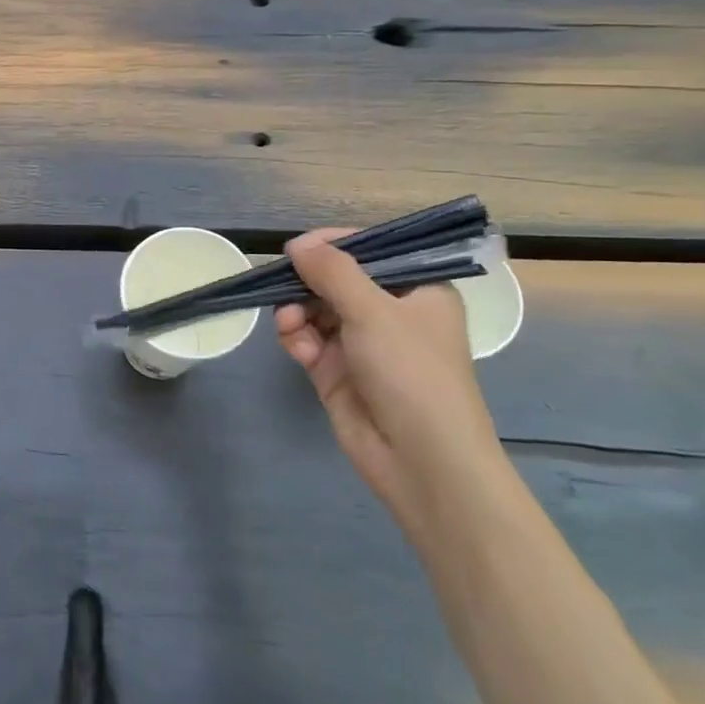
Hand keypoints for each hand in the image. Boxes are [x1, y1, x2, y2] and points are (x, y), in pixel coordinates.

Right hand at [274, 229, 506, 534]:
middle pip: (336, 280)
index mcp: (417, 289)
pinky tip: (295, 345)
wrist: (421, 459)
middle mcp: (389, 312)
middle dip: (307, 283)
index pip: (372, 251)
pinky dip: (297, 338)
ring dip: (296, 311)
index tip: (299, 248)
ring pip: (315, 310)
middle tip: (283, 284)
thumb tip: (297, 243)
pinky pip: (308, 340)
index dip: (333, 246)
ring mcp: (361, 343)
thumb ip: (332, 272)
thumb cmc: (412, 372)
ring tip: (289, 323)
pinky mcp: (336, 371)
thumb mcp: (374, 311)